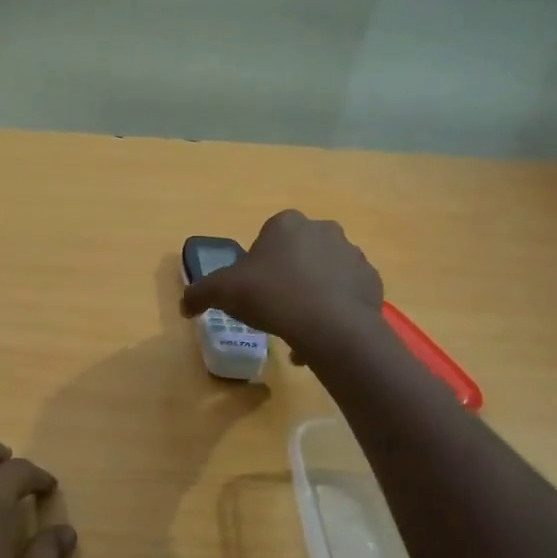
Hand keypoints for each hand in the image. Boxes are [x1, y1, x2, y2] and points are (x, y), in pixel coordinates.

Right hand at [180, 210, 384, 356]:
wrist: (330, 326)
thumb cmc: (271, 296)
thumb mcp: (222, 292)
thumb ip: (199, 293)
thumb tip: (184, 305)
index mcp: (287, 223)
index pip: (267, 236)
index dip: (257, 264)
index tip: (252, 289)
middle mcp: (324, 230)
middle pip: (297, 253)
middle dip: (287, 276)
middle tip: (273, 306)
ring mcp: (353, 255)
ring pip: (324, 274)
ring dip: (311, 293)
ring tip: (298, 327)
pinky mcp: (372, 282)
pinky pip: (346, 294)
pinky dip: (334, 309)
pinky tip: (320, 334)